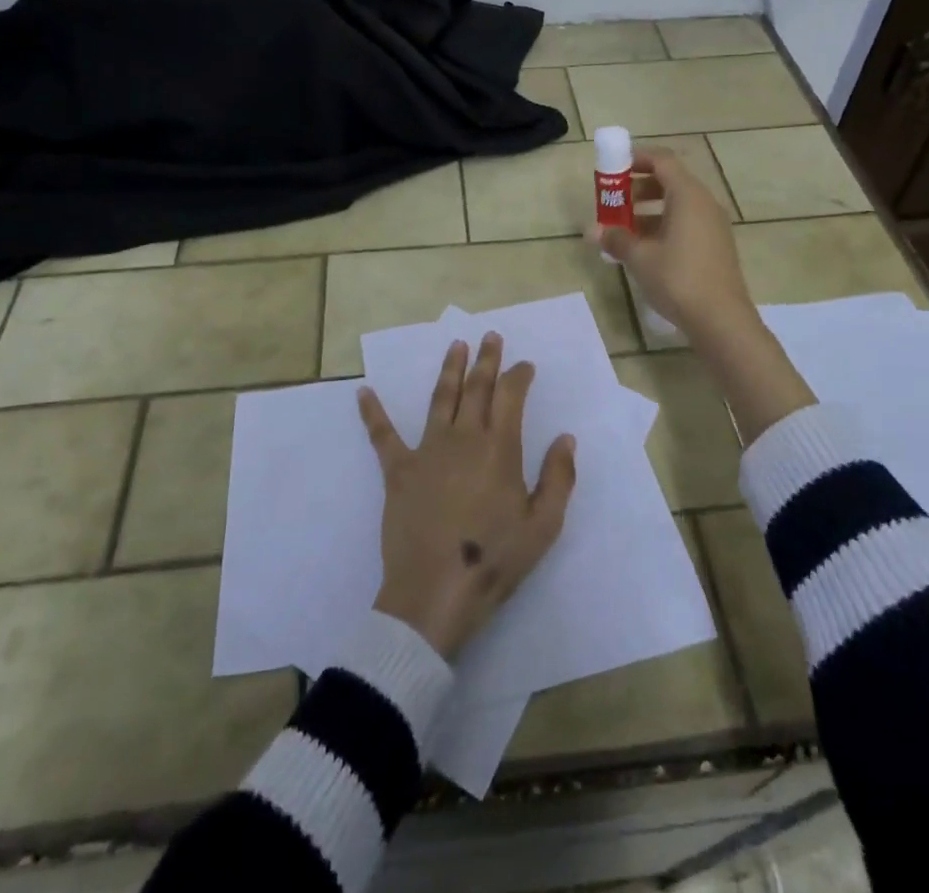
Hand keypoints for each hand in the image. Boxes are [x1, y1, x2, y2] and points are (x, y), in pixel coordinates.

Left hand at [358, 333, 577, 659]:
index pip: (510, 396)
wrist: (434, 594)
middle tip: (490, 335)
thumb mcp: (543, 526)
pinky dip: (373, 413)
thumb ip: (558, 478)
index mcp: (498, 448)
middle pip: (476, 387)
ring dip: (449, 369)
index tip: (525, 365)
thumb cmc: (493, 561)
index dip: (518, 375)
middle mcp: (462, 438)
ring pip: (440, 398)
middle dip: (486, 359)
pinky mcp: (398, 471)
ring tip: (456, 345)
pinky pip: (383, 435)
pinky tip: (363, 392)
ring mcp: (427, 450)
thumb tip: (565, 438)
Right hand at [590, 146, 756, 339]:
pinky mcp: (716, 245)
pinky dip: (664, 226)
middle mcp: (704, 203)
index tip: (613, 170)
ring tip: (624, 230)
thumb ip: (616, 238)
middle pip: (670, 181)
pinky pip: (686, 223)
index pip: (662, 161)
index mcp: (688, 195)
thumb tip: (593, 230)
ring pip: (678, 205)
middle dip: (639, 188)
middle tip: (614, 203)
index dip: (637, 159)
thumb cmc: (678, 279)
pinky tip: (645, 249)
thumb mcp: (640, 258)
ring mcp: (713, 225)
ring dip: (649, 210)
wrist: (721, 319)